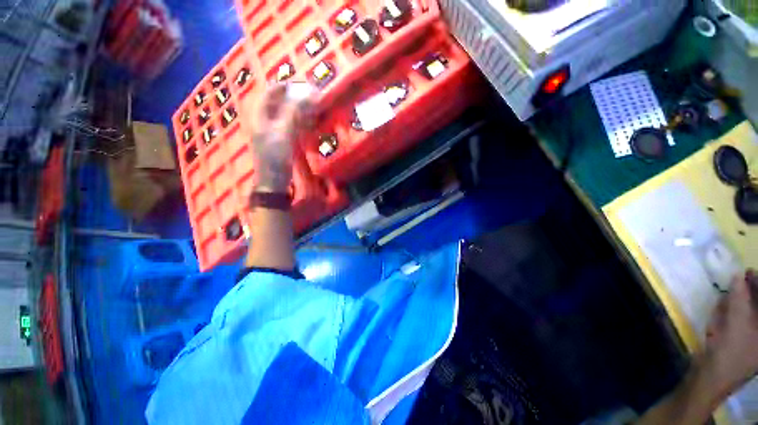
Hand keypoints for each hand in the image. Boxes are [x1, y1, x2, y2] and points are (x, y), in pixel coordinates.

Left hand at [250, 83, 313, 192]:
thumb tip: (308, 95)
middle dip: (297, 97)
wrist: (273, 180)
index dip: (288, 85)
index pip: (273, 91)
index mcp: (261, 114)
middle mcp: (266, 118)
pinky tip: (311, 122)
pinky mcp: (282, 139)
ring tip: (315, 107)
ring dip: (301, 109)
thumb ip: (294, 113)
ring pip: (288, 113)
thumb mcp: (283, 133)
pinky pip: (292, 124)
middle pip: (281, 101)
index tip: (306, 85)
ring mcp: (274, 129)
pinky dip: (301, 120)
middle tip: (314, 97)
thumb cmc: (275, 156)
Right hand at [699, 269, 757, 397]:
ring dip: (743, 300)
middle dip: (752, 291)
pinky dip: (734, 310)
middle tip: (742, 276)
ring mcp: (752, 340)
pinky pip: (740, 320)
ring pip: (750, 313)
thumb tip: (738, 276)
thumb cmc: (728, 352)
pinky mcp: (740, 342)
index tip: (749, 271)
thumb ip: (738, 299)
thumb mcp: (735, 324)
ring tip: (734, 287)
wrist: (710, 377)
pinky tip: (726, 305)